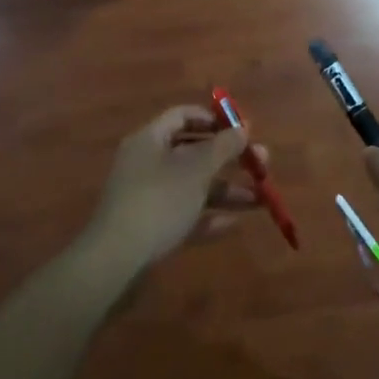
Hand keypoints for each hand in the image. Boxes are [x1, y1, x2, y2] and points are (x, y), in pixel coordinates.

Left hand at [82, 106, 259, 273]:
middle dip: (229, 158)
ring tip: (260, 198)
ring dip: (226, 189)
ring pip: (193, 185)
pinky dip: (208, 216)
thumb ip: (223, 147)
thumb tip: (243, 128)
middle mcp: (147, 163)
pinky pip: (185, 214)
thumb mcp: (196, 169)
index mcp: (150, 139)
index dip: (213, 119)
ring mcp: (148, 197)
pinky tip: (234, 223)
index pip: (183, 116)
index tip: (242, 129)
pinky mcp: (151, 228)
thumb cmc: (159, 201)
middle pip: (193, 152)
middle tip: (262, 164)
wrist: (115, 263)